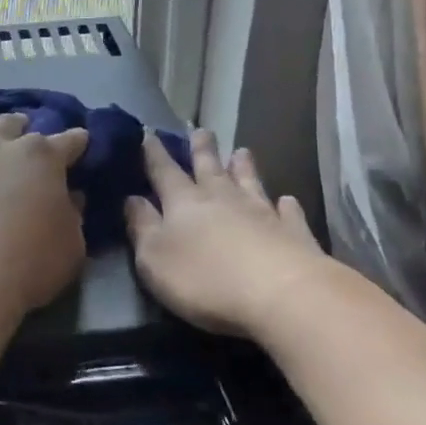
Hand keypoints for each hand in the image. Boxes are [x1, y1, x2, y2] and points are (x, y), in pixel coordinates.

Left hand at [0, 114, 90, 320]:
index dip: (76, 142)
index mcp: (41, 158)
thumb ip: (72, 216)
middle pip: (11, 125)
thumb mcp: (71, 245)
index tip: (81, 141)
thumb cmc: (28, 262)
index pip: (67, 141)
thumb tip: (69, 198)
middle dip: (22, 127)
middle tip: (26, 134)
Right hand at [125, 128, 322, 336]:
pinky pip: (288, 213)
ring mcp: (261, 213)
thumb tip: (132, 199)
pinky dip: (286, 205)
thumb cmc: (205, 279)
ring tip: (241, 151)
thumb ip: (142, 226)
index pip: (164, 171)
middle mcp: (222, 198)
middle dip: (202, 149)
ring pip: (249, 181)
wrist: (281, 294)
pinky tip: (287, 200)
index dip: (154, 153)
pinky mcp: (293, 233)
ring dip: (243, 167)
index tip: (149, 133)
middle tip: (201, 130)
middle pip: (209, 167)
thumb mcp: (154, 258)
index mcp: (183, 202)